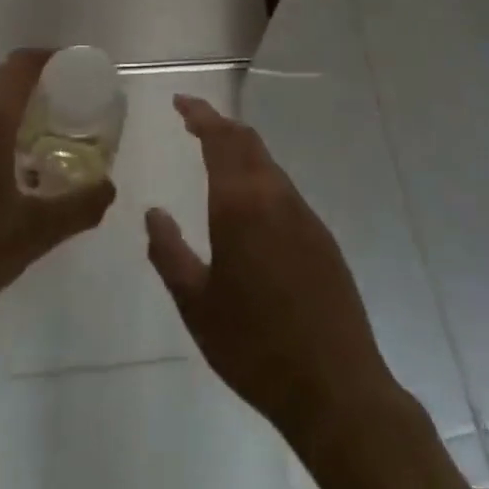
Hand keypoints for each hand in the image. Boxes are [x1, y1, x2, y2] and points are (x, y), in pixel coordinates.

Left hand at [0, 50, 115, 365]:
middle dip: (43, 88)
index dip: (56, 59)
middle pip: (5, 81)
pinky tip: (12, 174)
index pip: (24, 64)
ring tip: (51, 143)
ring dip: (18, 113)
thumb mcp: (31, 236)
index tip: (85, 74)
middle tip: (77, 113)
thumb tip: (109, 187)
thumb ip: (78, 207)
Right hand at [145, 96, 402, 450]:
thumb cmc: (254, 346)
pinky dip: (260, 176)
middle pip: (247, 141)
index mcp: (240, 204)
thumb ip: (169, 253)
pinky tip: (249, 203)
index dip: (200, 114)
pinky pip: (284, 189)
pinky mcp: (321, 236)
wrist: (334, 386)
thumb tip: (153, 213)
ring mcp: (303, 214)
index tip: (180, 102)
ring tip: (216, 156)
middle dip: (219, 125)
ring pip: (268, 163)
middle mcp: (274, 196)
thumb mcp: (196, 305)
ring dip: (241, 149)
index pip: (219, 139)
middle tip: (194, 122)